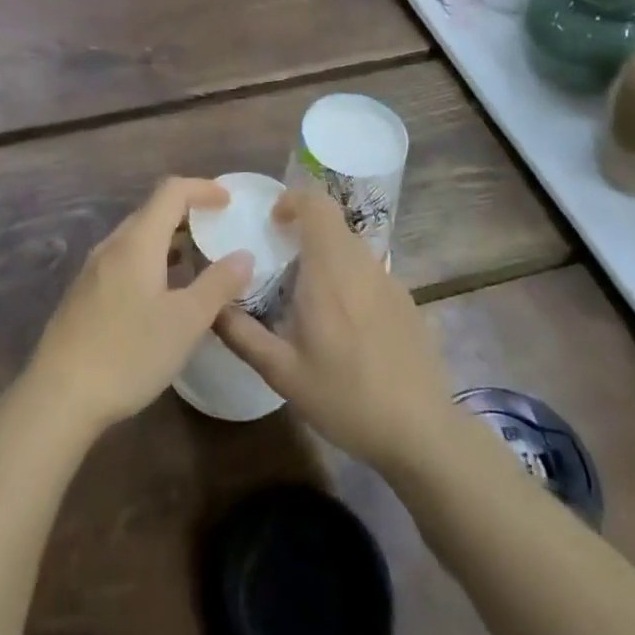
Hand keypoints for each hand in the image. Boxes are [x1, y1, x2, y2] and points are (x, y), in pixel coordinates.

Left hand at [24, 178, 253, 436]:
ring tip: (198, 264)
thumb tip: (244, 255)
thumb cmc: (128, 353)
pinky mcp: (84, 294)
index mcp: (137, 242)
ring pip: (137, 239)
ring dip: (169, 242)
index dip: (202, 188)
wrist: (59, 395)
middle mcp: (112, 246)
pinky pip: (125, 261)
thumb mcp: (185, 322)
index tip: (229, 201)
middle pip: (152, 212)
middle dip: (188, 215)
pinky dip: (152, 262)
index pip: (171, 192)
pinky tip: (163, 295)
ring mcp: (93, 270)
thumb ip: (218, 285)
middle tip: (218, 233)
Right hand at [215, 187, 457, 476]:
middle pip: (333, 224)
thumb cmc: (346, 398)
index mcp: (330, 270)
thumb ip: (241, 333)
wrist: (422, 433)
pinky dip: (350, 281)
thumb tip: (212, 305)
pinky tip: (345, 327)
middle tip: (280, 263)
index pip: (317, 204)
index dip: (293, 200)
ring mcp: (391, 282)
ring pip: (353, 249)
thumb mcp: (282, 373)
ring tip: (308, 298)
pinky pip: (371, 274)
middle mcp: (363, 265)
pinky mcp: (408, 303)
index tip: (272, 223)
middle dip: (304, 232)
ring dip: (327, 257)